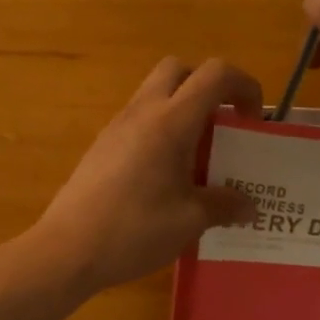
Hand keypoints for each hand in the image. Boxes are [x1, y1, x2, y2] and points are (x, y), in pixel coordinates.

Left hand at [33, 58, 261, 293]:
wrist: (67, 249)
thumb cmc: (134, 230)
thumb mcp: (190, 221)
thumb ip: (223, 205)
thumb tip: (248, 206)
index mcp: (171, 122)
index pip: (214, 74)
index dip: (244, 85)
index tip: (253, 121)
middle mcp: (142, 112)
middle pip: (179, 70)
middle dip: (208, 88)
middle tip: (222, 127)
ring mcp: (117, 126)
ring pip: (155, 94)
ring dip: (183, 110)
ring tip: (198, 157)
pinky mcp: (102, 146)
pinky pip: (139, 120)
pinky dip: (161, 130)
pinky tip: (166, 176)